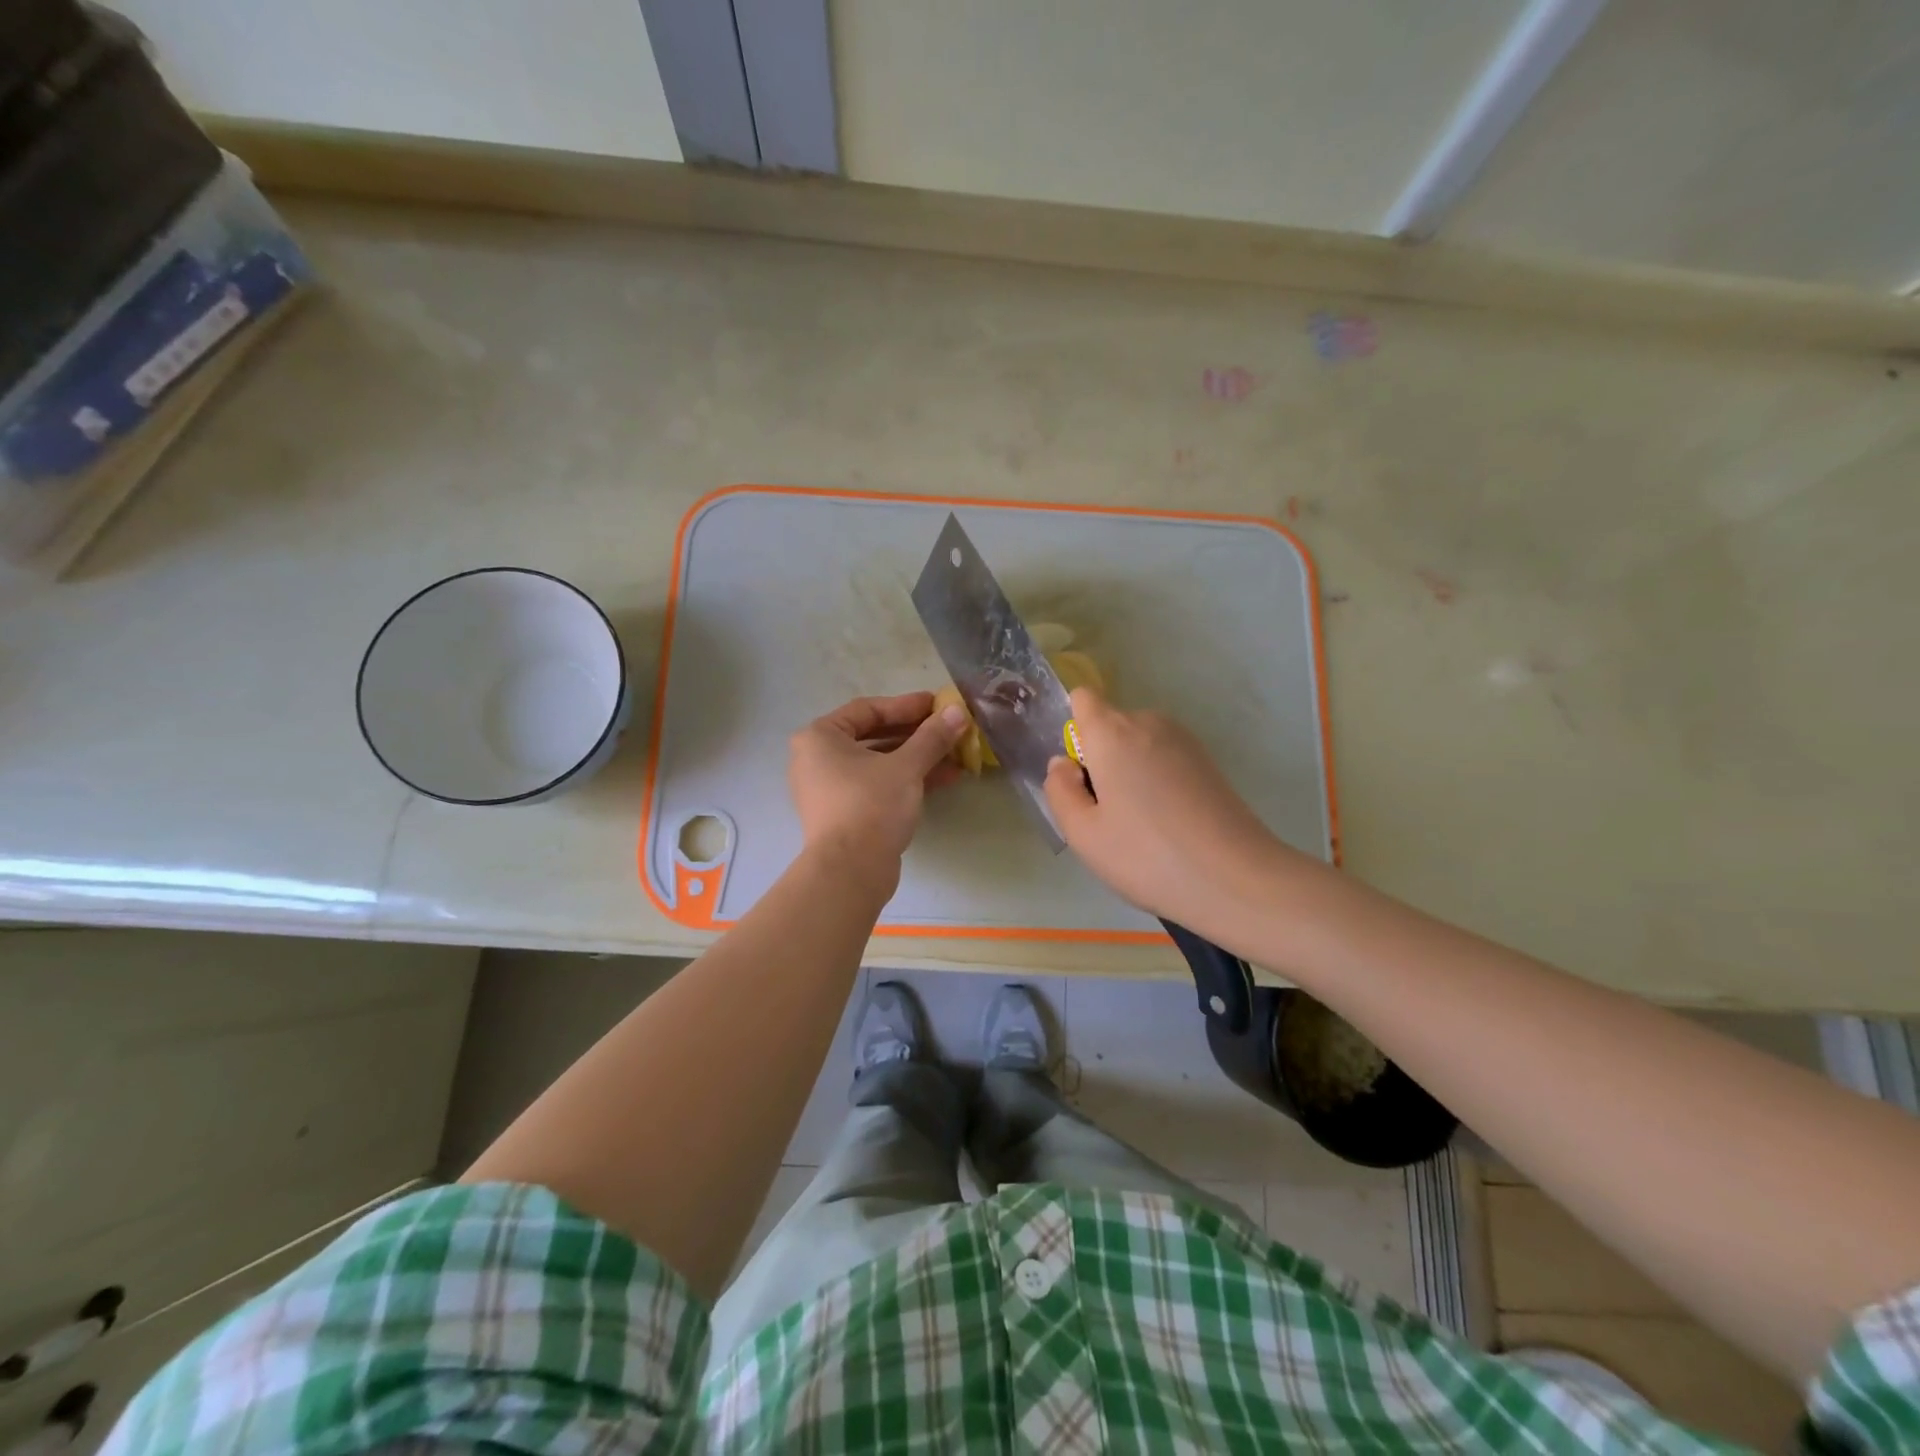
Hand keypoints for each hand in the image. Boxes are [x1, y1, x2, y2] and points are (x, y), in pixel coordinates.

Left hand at [789, 692, 966, 871]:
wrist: (850, 871)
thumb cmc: (871, 805)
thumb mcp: (906, 766)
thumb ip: (932, 736)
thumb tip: (958, 711)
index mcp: (820, 737)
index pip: (868, 709)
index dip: (907, 705)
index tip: (939, 704)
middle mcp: (818, 759)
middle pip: (874, 736)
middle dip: (916, 734)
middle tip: (950, 728)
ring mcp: (830, 788)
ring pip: (879, 763)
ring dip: (918, 758)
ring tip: (956, 755)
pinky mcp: (845, 813)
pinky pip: (878, 786)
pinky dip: (907, 780)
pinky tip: (945, 779)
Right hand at [1044, 687, 1292, 930]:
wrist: (1236, 878)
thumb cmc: (1146, 856)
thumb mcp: (1083, 833)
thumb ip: (1059, 790)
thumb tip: (1063, 763)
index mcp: (1112, 732)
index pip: (1082, 699)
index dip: (1073, 730)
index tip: (1079, 775)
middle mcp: (1149, 723)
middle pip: (1110, 726)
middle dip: (1100, 759)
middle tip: (1106, 815)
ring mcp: (1184, 740)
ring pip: (1138, 745)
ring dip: (1129, 772)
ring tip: (1140, 826)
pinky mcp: (1208, 761)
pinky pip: (1164, 759)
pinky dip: (1157, 781)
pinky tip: (1168, 825)